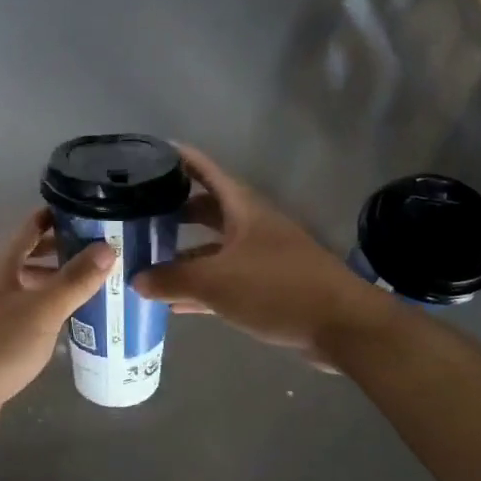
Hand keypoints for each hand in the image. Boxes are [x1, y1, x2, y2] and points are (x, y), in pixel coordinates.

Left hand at [0, 207, 115, 447]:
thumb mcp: (43, 310)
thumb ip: (75, 279)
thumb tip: (108, 247)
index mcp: (0, 264)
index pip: (31, 228)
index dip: (57, 216)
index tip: (89, 211)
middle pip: (30, 256)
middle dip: (62, 250)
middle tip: (100, 250)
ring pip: (28, 284)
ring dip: (56, 281)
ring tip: (92, 284)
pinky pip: (25, 310)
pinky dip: (47, 307)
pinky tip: (68, 320)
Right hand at [136, 145, 389, 358]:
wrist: (342, 326)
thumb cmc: (277, 288)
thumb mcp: (216, 282)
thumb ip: (173, 280)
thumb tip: (137, 280)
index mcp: (243, 208)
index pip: (206, 171)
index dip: (179, 159)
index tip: (150, 154)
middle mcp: (252, 225)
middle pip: (208, 210)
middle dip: (175, 212)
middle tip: (140, 215)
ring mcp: (263, 256)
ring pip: (215, 248)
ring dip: (185, 255)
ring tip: (149, 261)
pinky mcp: (270, 287)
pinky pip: (226, 280)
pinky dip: (202, 287)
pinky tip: (177, 304)